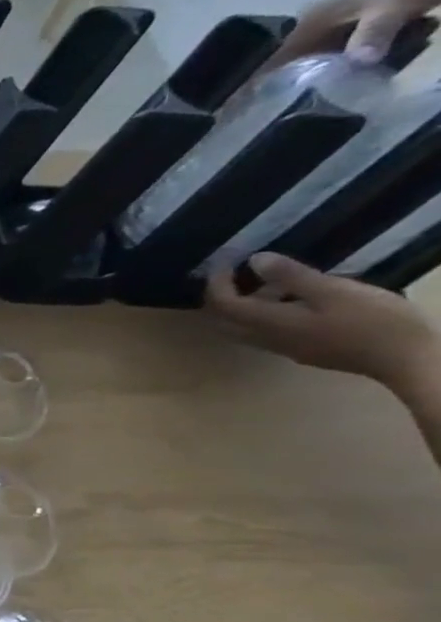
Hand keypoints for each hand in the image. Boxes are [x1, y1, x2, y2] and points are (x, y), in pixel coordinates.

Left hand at [204, 253, 440, 390]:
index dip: (216, 283)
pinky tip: (292, 298)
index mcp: (268, 323)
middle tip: (233, 272)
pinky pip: (265, 332)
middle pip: (223, 319)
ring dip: (244, 304)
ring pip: (243, 326)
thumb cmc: (374, 322)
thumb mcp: (334, 291)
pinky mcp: (302, 350)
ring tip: (269, 279)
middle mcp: (265, 339)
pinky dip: (263, 313)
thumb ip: (292, 277)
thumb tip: (255, 260)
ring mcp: (283, 348)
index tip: (226, 262)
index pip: (222, 305)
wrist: (406, 361)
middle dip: (220, 295)